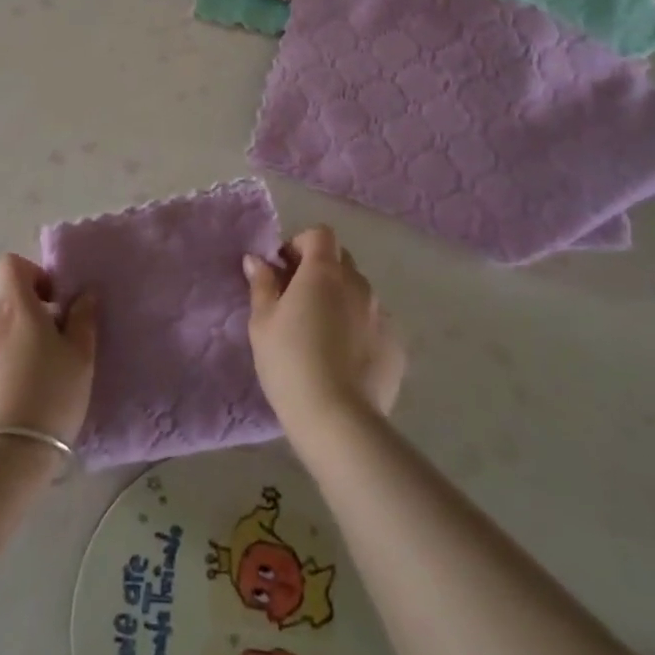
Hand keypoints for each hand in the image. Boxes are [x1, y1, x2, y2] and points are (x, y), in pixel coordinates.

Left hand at [0, 255, 97, 444]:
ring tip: (24, 386)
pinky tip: (3, 405)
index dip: (31, 275)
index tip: (49, 304)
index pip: (11, 265)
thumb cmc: (50, 397)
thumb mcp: (81, 359)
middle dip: (23, 320)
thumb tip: (83, 294)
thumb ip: (82, 319)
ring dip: (5, 348)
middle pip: (3, 306)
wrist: (1, 457)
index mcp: (14, 307)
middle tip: (46, 354)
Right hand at [245, 225, 403, 428]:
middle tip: (297, 300)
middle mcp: (359, 285)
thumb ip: (262, 284)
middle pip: (341, 260)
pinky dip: (359, 329)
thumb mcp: (262, 322)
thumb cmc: (289, 362)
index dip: (300, 244)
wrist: (337, 419)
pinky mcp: (396, 346)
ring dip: (341, 299)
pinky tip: (344, 358)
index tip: (284, 270)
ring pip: (359, 293)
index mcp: (324, 272)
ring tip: (322, 333)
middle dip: (320, 269)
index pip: (320, 234)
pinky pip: (374, 323)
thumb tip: (257, 260)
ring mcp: (382, 315)